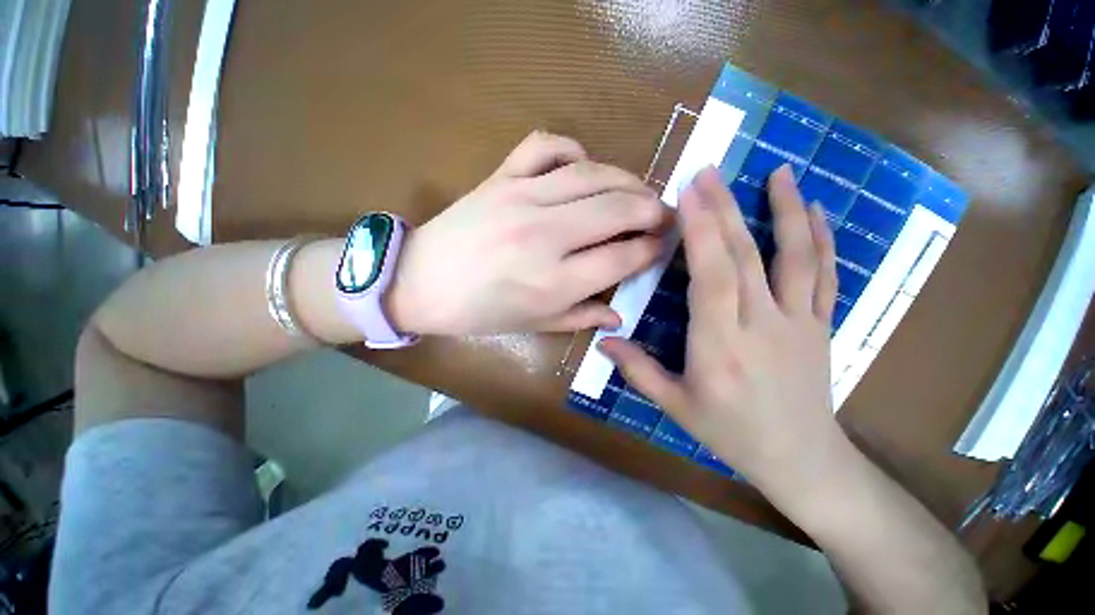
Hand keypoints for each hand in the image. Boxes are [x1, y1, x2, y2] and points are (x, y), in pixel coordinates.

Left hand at [388, 131, 669, 335]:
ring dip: (626, 178)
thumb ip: (580, 317)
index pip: (622, 257)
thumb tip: (619, 313)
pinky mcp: (500, 177)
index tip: (660, 246)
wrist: (420, 282)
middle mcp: (545, 236)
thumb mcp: (533, 325)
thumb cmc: (478, 313)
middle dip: (652, 209)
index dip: (650, 250)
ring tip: (639, 190)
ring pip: (591, 174)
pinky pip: (544, 146)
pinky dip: (571, 147)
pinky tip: (582, 164)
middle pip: (618, 208)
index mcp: (554, 282)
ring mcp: (522, 199)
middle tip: (664, 214)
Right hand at [599, 165, 847, 489]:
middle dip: (725, 210)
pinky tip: (815, 210)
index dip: (700, 232)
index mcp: (720, 348)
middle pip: (745, 258)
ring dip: (786, 210)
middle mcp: (762, 327)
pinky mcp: (821, 324)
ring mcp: (799, 322)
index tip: (688, 195)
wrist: (802, 459)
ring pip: (795, 257)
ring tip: (778, 171)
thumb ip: (637, 370)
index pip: (711, 278)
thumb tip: (602, 340)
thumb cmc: (731, 434)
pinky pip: (825, 275)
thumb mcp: (675, 406)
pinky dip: (822, 238)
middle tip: (710, 172)